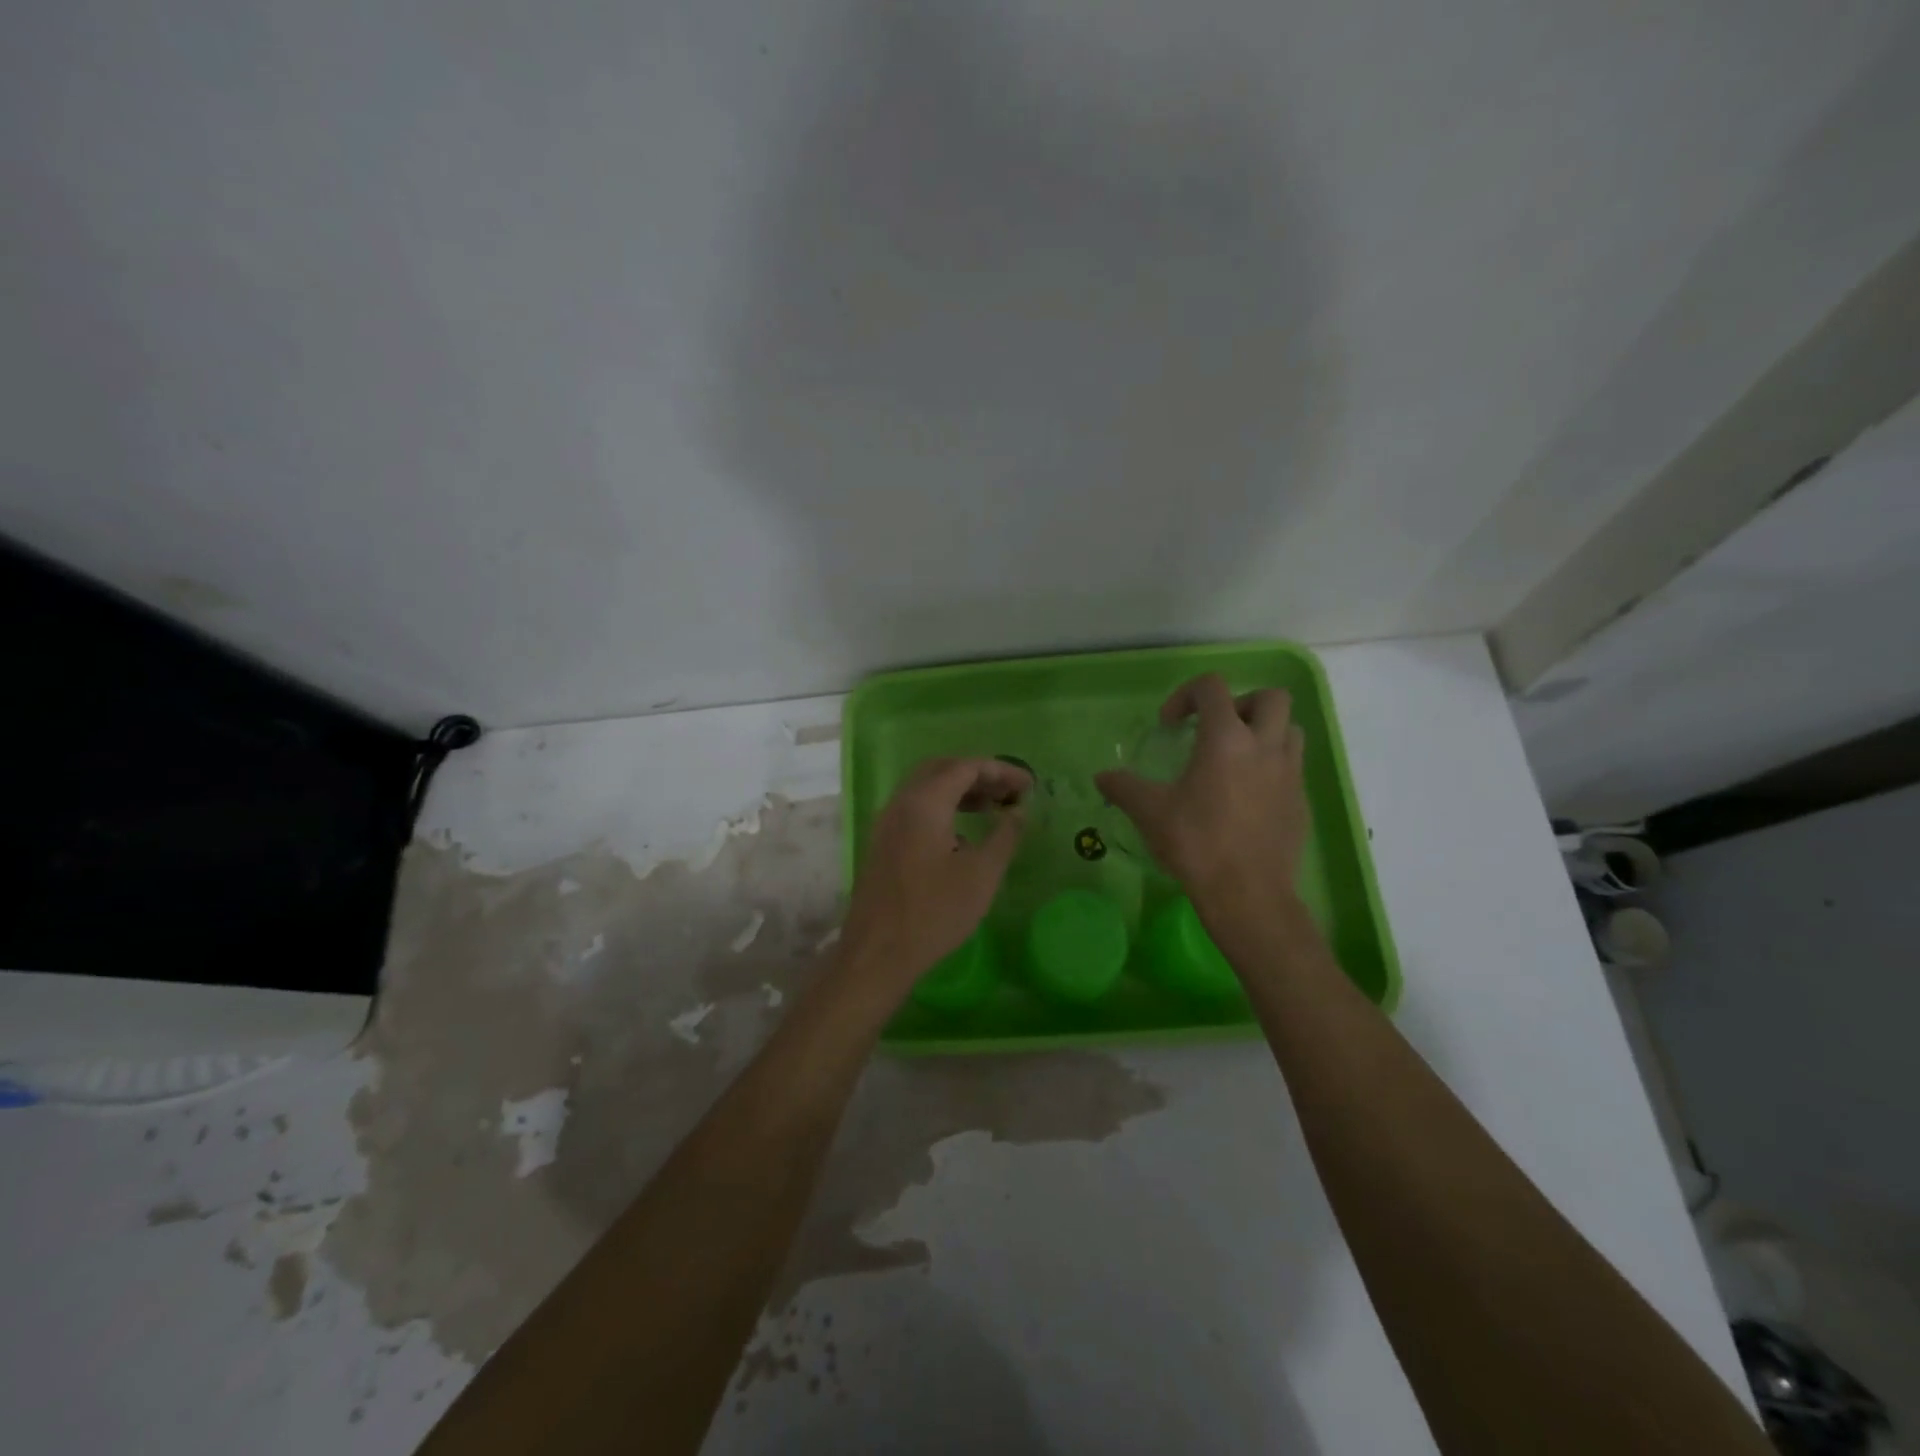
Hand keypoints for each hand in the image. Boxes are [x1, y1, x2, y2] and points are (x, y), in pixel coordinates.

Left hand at [840, 757, 1030, 990]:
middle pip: (942, 770)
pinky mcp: (882, 843)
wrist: (878, 953)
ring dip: (960, 791)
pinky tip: (962, 834)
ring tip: (992, 808)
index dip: (1000, 770)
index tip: (1028, 785)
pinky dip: (942, 807)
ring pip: (926, 789)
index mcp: (924, 803)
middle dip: (978, 775)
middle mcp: (901, 803)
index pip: (966, 767)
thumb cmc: (935, 912)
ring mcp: (886, 823)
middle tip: (1008, 792)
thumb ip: (1004, 836)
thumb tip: (1017, 812)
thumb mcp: (982, 874)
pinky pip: (915, 809)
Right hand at [1095, 674, 1308, 913]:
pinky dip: (1271, 767)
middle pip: (1271, 697)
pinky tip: (1246, 797)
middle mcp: (1265, 746)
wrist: (1248, 894)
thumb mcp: (1150, 812)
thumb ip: (1123, 787)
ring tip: (1235, 758)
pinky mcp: (1301, 801)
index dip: (1186, 695)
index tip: (1169, 725)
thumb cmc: (1196, 844)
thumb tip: (1101, 777)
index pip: (1213, 687)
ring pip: (1290, 730)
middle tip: (1215, 730)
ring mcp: (1290, 773)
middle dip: (1241, 703)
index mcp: (1226, 739)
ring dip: (1264, 732)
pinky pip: (1292, 767)